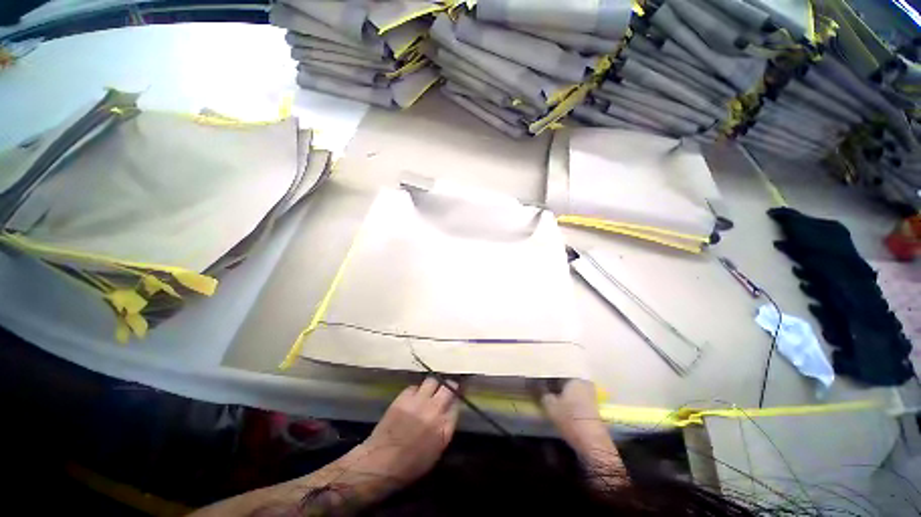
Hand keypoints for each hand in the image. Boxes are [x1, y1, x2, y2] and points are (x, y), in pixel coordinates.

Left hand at [352, 377, 459, 486]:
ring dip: (434, 384)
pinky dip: (417, 389)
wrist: (381, 462)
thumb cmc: (410, 465)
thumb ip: (445, 428)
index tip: (455, 399)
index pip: (457, 404)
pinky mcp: (404, 397)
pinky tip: (415, 396)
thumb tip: (448, 412)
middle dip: (450, 386)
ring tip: (431, 389)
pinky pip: (415, 386)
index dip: (456, 400)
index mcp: (444, 428)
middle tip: (448, 387)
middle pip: (448, 388)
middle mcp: (434, 410)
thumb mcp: (436, 452)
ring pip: (433, 380)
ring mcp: (419, 401)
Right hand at [532, 379, 619, 469]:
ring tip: (549, 394)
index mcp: (574, 377)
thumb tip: (536, 385)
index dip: (547, 375)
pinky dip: (569, 399)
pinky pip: (577, 397)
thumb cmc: (570, 419)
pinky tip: (560, 403)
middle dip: (556, 382)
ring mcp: (590, 395)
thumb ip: (542, 392)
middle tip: (542, 385)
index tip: (538, 378)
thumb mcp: (549, 404)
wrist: (592, 442)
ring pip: (572, 389)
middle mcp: (584, 382)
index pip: (558, 372)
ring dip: (562, 391)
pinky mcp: (592, 407)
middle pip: (566, 379)